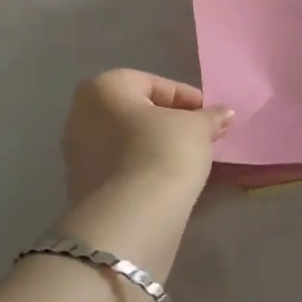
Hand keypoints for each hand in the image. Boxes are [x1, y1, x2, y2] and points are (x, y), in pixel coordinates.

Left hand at [61, 70, 233, 208]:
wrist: (131, 217)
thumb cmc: (163, 152)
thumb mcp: (197, 128)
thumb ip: (210, 116)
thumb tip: (225, 113)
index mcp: (103, 88)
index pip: (153, 84)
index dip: (186, 98)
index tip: (210, 116)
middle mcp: (80, 114)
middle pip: (135, 112)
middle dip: (169, 122)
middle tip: (200, 136)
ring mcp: (76, 154)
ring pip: (126, 141)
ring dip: (155, 146)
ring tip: (187, 160)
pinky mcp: (80, 188)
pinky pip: (119, 168)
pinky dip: (142, 168)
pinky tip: (166, 181)